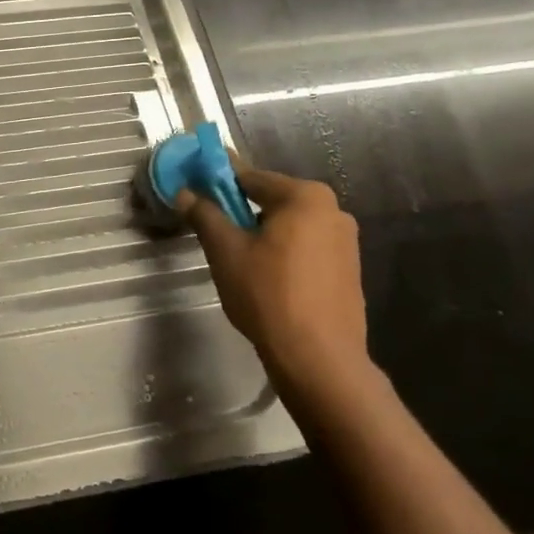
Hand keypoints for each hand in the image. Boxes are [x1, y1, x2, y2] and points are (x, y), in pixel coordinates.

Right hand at [180, 162, 370, 392]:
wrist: (318, 357)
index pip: (250, 176)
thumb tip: (185, 193)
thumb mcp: (225, 251)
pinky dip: (283, 252)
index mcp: (305, 197)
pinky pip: (305, 247)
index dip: (218, 180)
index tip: (195, 186)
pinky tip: (266, 278)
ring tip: (237, 259)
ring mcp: (346, 241)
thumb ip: (205, 214)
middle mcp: (333, 210)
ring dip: (262, 233)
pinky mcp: (349, 269)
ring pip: (289, 226)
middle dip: (241, 210)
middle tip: (213, 231)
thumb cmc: (267, 294)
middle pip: (272, 200)